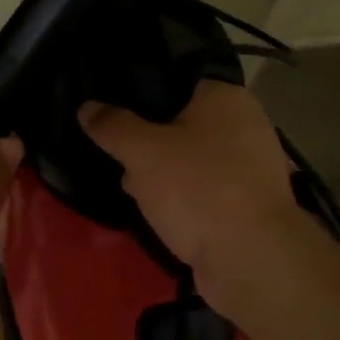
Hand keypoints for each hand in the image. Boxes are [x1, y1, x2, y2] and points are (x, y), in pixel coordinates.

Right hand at [80, 82, 312, 315]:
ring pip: (193, 160)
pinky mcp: (249, 204)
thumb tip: (87, 107)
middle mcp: (246, 125)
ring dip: (164, 175)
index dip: (144, 94)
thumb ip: (113, 126)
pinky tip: (158, 214)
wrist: (250, 259)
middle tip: (120, 157)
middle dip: (150, 143)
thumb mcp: (142, 151)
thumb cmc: (198, 188)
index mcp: (227, 97)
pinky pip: (206, 190)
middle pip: (183, 123)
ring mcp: (251, 168)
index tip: (114, 110)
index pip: (179, 80)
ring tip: (132, 189)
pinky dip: (184, 199)